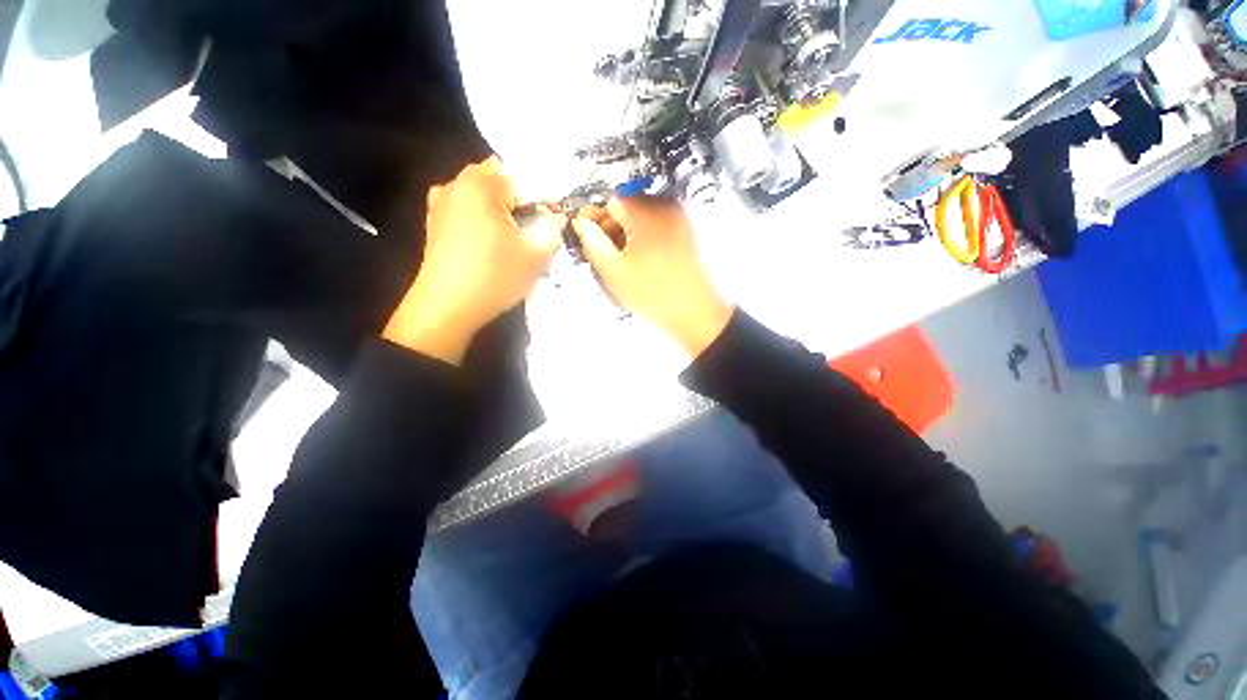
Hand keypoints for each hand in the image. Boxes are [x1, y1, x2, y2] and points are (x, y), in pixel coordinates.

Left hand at [384, 157, 564, 364]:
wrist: (446, 309)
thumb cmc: (493, 278)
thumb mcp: (535, 256)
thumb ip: (552, 230)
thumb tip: (557, 218)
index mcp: (480, 186)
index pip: (522, 179)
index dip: (542, 198)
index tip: (552, 221)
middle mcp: (455, 186)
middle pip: (497, 180)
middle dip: (520, 200)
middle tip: (534, 227)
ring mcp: (440, 205)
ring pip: (480, 196)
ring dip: (500, 209)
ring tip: (514, 237)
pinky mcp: (434, 225)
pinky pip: (465, 210)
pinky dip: (482, 219)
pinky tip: (491, 245)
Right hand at [572, 197, 732, 357]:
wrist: (692, 311)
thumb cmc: (655, 295)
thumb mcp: (614, 271)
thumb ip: (592, 242)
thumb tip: (581, 223)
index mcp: (646, 214)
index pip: (610, 200)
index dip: (594, 216)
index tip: (587, 232)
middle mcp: (665, 209)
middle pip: (626, 205)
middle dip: (610, 225)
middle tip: (602, 249)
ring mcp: (677, 220)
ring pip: (640, 215)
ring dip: (625, 232)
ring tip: (621, 259)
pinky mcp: (684, 232)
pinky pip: (655, 225)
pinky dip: (642, 236)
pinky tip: (638, 259)